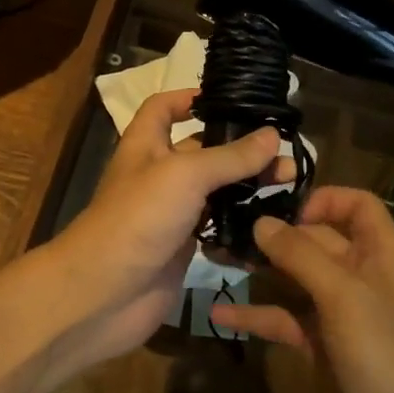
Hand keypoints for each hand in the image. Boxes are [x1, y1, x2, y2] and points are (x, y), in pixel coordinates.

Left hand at [44, 89, 283, 370]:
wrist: (103, 294)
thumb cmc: (138, 217)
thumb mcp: (185, 175)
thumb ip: (230, 156)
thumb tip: (272, 135)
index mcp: (146, 144)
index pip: (164, 107)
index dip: (191, 98)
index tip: (231, 101)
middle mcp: (159, 173)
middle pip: (203, 150)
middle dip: (242, 150)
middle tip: (285, 157)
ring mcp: (171, 212)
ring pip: (215, 191)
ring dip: (248, 188)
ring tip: (289, 186)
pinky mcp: (183, 247)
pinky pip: (218, 228)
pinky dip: (241, 226)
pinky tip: (273, 224)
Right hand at [210, 187, 393, 392]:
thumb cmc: (383, 355)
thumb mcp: (343, 295)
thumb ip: (300, 254)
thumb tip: (261, 221)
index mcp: (381, 253)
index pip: (357, 204)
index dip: (324, 199)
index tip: (285, 210)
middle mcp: (361, 275)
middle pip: (318, 238)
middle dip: (278, 233)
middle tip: (231, 228)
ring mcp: (339, 312)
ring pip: (295, 277)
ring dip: (262, 269)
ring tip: (219, 259)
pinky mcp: (319, 346)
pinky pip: (283, 319)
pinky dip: (255, 315)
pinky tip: (219, 314)